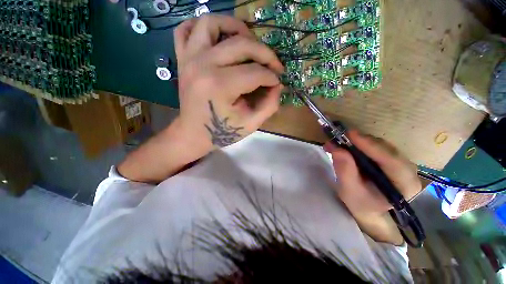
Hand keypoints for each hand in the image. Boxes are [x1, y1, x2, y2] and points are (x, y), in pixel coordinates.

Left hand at [173, 15, 283, 151]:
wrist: (194, 134)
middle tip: (273, 64)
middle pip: (241, 45)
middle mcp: (203, 65)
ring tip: (249, 40)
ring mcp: (189, 58)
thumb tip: (279, 85)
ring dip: (235, 26)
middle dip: (265, 54)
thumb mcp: (251, 124)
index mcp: (220, 86)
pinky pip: (185, 28)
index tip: (277, 83)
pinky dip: (202, 26)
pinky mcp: (182, 58)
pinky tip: (218, 37)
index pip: (256, 73)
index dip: (272, 77)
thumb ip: (270, 104)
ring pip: (212, 23)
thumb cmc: (223, 132)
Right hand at [324, 130, 420, 217]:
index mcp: (405, 185)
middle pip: (386, 149)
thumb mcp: (349, 191)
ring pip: (381, 145)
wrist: (369, 208)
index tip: (351, 135)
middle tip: (338, 138)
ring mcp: (400, 162)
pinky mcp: (391, 158)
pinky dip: (359, 143)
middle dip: (362, 142)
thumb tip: (337, 149)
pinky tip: (346, 144)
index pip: (392, 162)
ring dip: (358, 141)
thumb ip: (345, 171)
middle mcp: (408, 170)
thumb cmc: (361, 203)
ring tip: (338, 143)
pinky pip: (376, 146)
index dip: (372, 147)